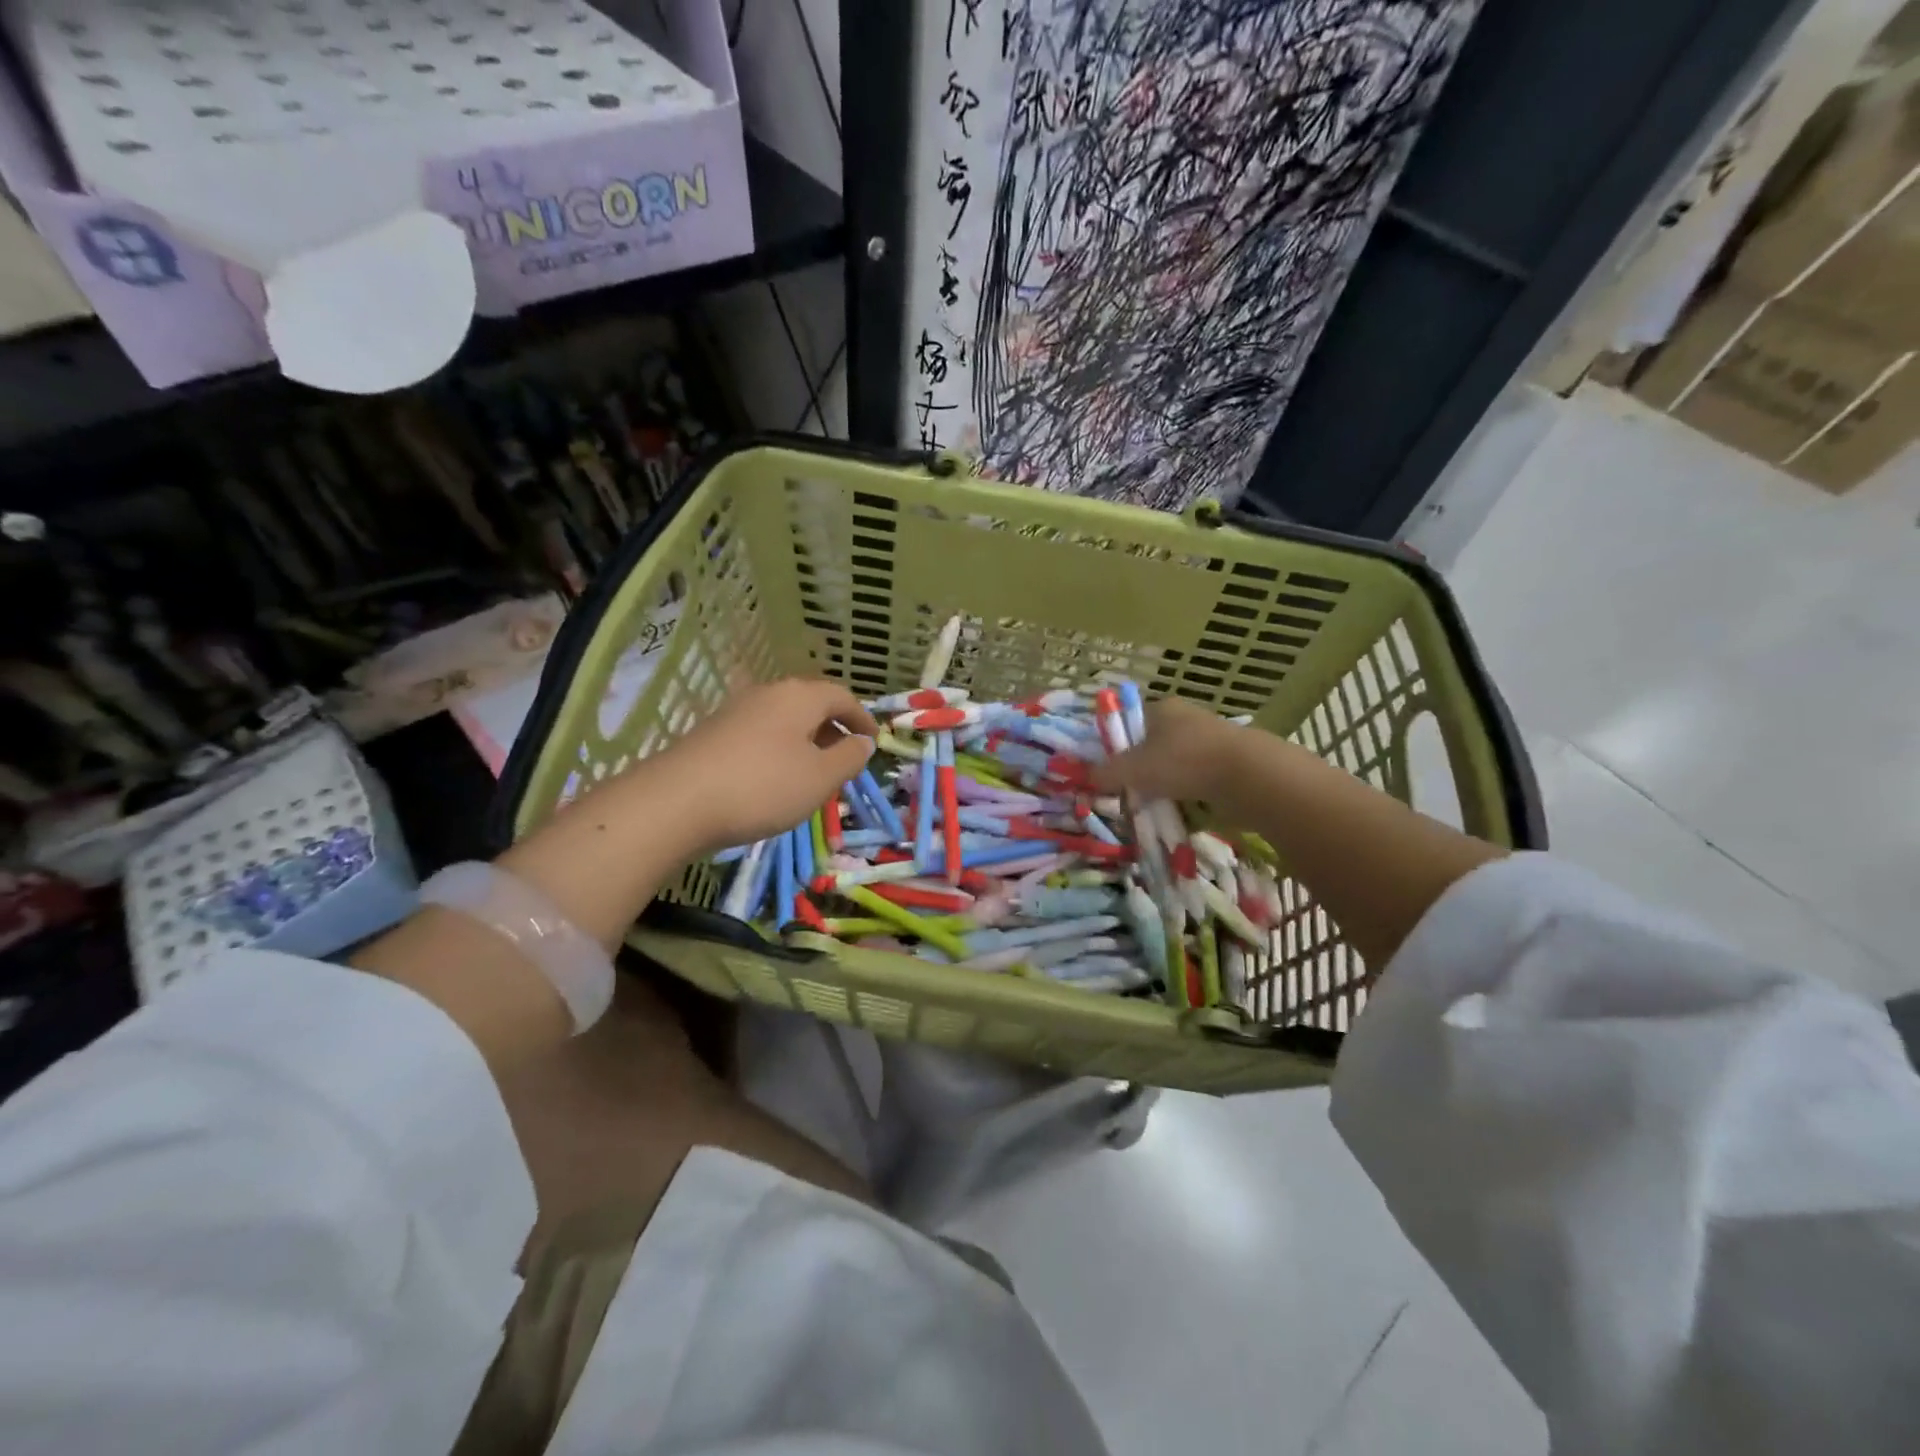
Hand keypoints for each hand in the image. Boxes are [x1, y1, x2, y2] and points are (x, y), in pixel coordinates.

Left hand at [657, 677, 878, 851]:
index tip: (874, 742)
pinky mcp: (714, 733)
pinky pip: (761, 734)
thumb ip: (849, 757)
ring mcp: (736, 711)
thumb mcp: (820, 778)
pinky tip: (775, 779)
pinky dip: (779, 750)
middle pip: (811, 704)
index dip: (863, 719)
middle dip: (833, 729)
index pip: (843, 697)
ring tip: (813, 773)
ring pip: (784, 720)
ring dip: (806, 741)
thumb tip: (863, 742)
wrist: (677, 802)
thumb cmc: (763, 786)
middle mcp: (768, 693)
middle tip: (846, 759)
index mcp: (800, 696)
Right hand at [1091, 697, 1255, 804]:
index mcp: (1159, 708)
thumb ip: (1105, 773)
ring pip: (1172, 766)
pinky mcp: (1226, 764)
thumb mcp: (1133, 769)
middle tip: (1124, 795)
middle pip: (1148, 746)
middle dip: (1136, 772)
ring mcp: (1208, 741)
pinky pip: (1194, 781)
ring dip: (1161, 787)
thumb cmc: (1183, 761)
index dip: (1111, 746)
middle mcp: (1184, 719)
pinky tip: (1178, 813)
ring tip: (1150, 809)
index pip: (1125, 722)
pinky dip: (1184, 796)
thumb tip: (1084, 777)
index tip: (1103, 772)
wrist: (1249, 776)